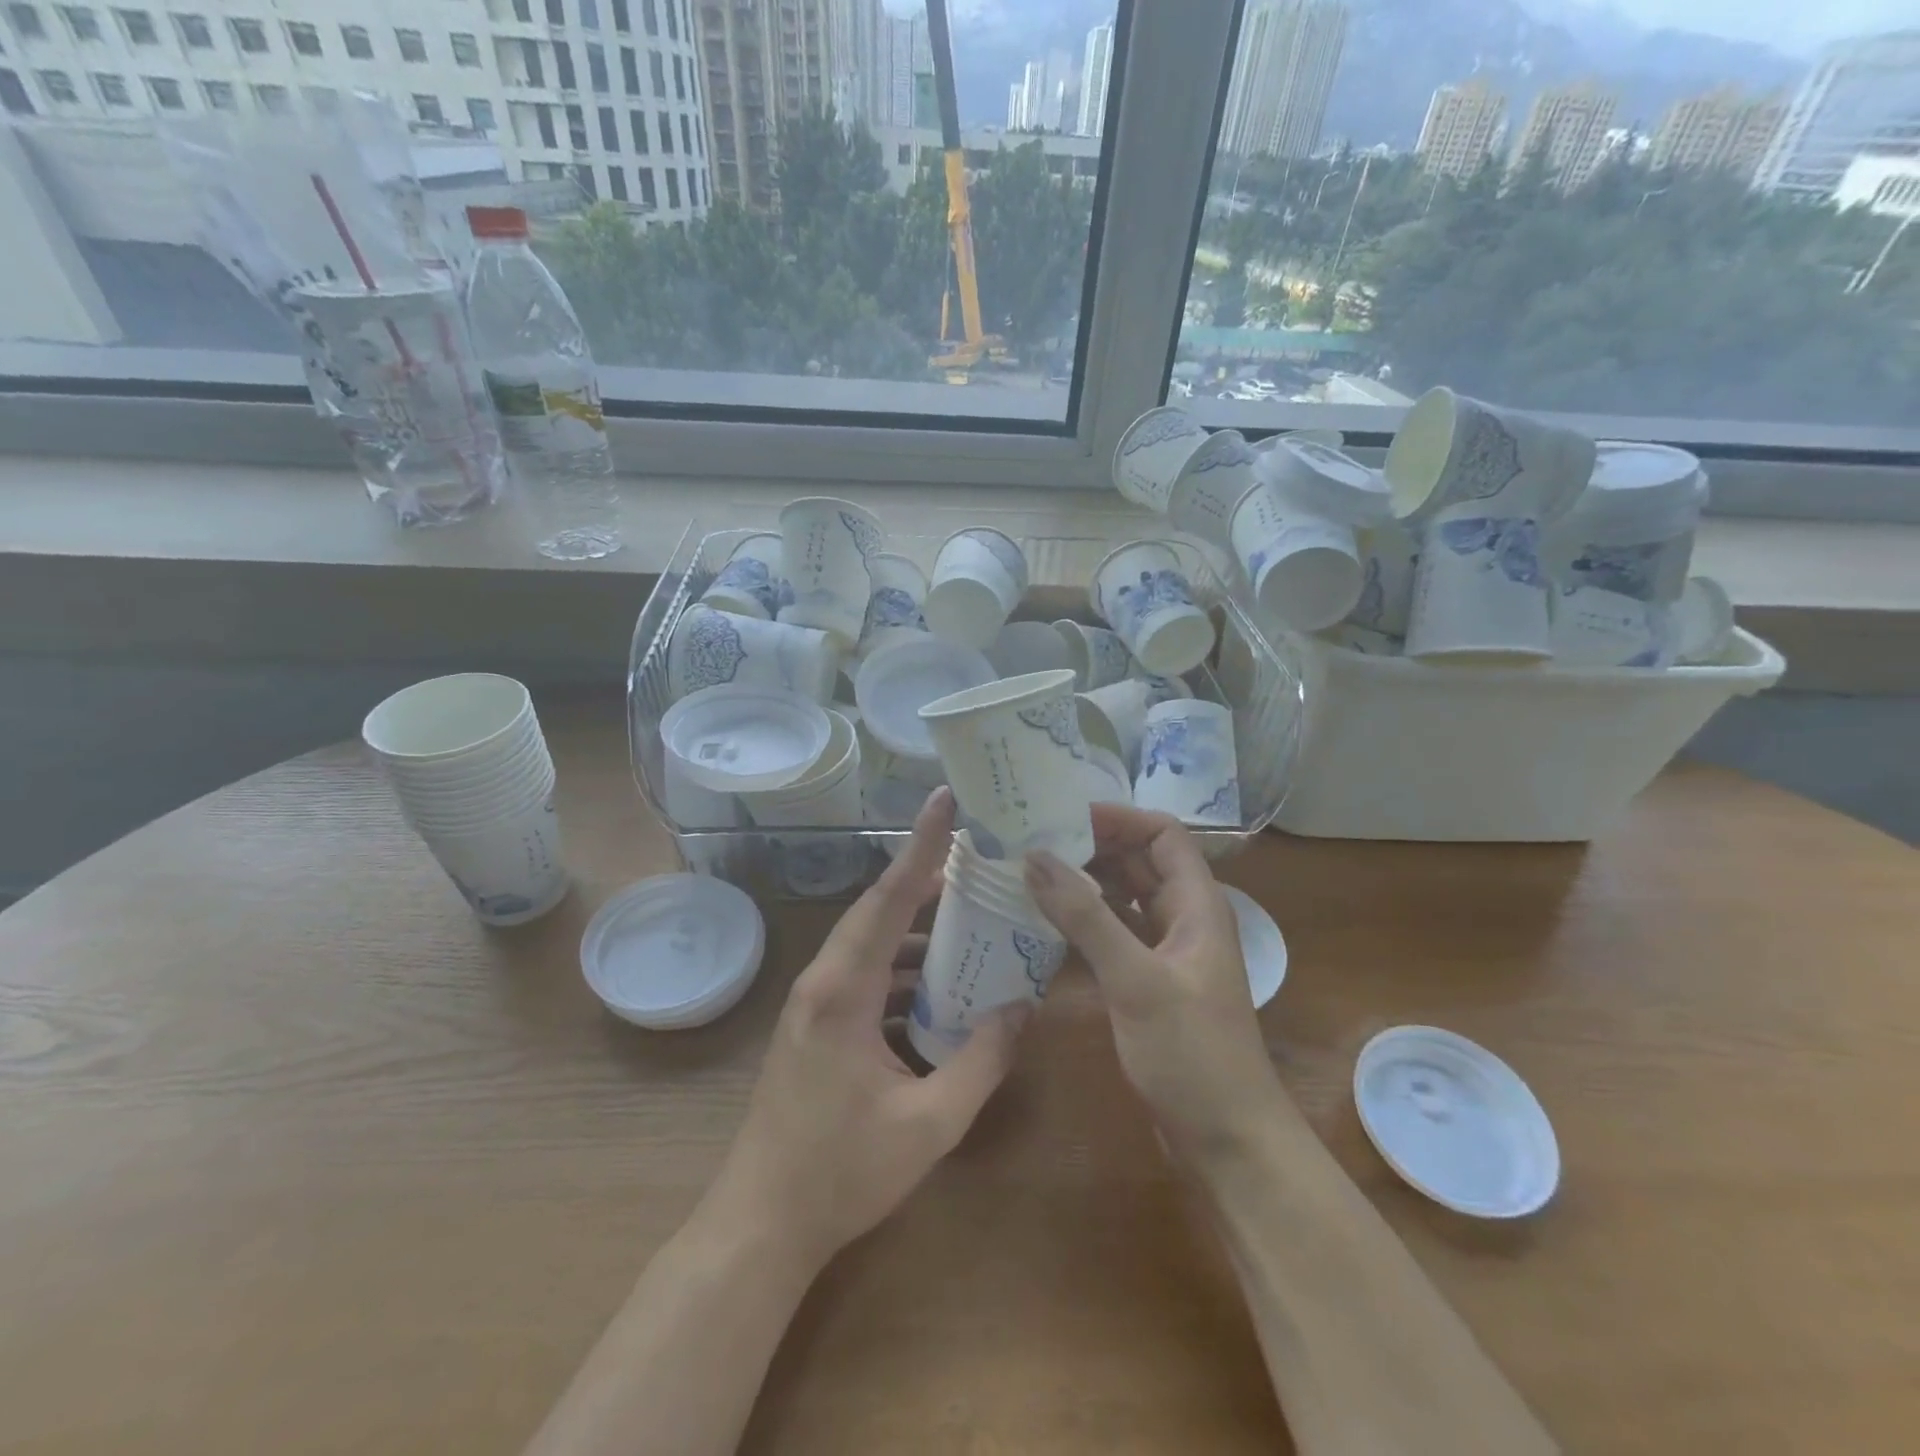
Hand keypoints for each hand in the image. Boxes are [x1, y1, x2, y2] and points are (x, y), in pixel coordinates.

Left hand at [704, 788, 1028, 1274]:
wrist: (762, 1225)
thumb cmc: (841, 1173)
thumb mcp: (929, 1123)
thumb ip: (981, 1061)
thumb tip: (1022, 1006)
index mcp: (843, 991)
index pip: (888, 900)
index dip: (920, 847)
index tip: (944, 801)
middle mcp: (824, 982)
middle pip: (879, 911)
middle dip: (925, 878)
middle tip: (974, 853)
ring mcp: (816, 1004)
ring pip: (872, 944)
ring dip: (917, 930)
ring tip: (969, 916)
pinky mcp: (817, 1025)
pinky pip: (866, 976)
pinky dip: (903, 969)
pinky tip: (940, 985)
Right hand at [1025, 805, 1290, 1158]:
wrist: (1228, 1141)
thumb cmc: (1191, 1053)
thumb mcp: (1135, 979)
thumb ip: (1085, 917)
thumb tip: (1034, 856)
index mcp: (1197, 904)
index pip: (1162, 833)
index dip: (1118, 818)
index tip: (1062, 816)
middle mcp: (1184, 919)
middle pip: (1140, 861)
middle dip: (1092, 846)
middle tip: (1033, 841)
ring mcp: (1167, 952)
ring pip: (1124, 897)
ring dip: (1085, 882)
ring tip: (1030, 872)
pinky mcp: (1149, 982)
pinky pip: (1115, 933)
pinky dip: (1085, 921)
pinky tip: (1046, 922)